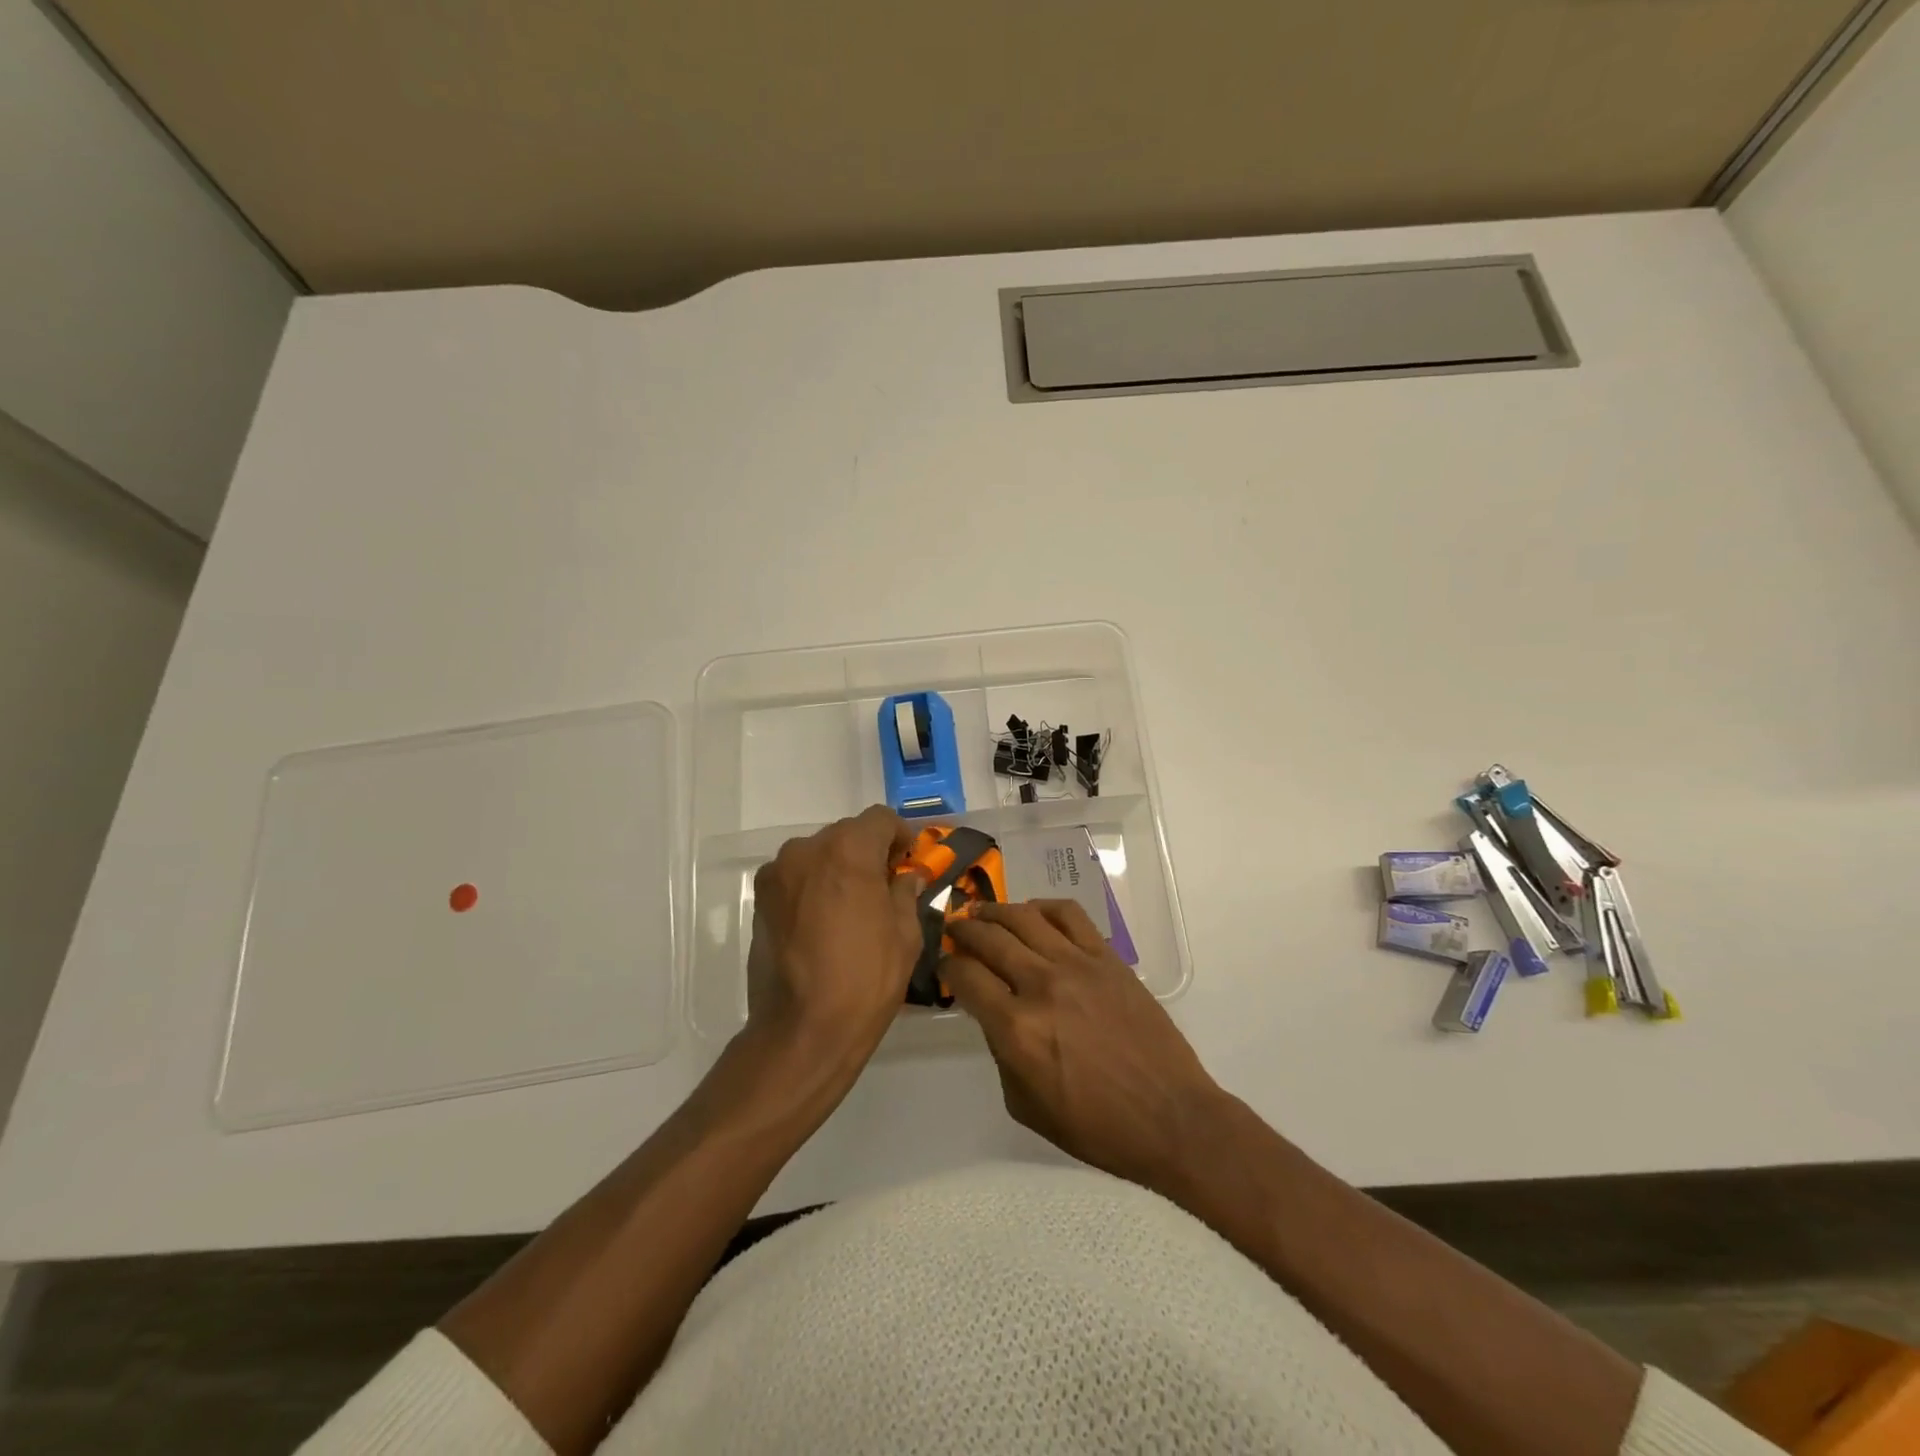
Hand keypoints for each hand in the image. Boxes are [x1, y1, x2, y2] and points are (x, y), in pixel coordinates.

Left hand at [745, 805, 922, 1078]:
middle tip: (884, 885)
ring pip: (818, 854)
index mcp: (848, 850)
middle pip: (846, 834)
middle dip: (868, 852)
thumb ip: (905, 893)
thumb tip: (906, 878)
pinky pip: (795, 878)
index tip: (908, 861)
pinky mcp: (760, 900)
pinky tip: (824, 922)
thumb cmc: (865, 979)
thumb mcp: (905, 935)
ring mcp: (777, 874)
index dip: (900, 835)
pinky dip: (813, 886)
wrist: (802, 1030)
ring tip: (852, 906)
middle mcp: (807, 849)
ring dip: (838, 868)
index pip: (879, 819)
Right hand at [944, 900, 1226, 1191]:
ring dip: (995, 910)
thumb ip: (1000, 1054)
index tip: (943, 965)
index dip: (946, 967)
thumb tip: (994, 1014)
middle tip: (953, 929)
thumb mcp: (1025, 1105)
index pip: (966, 977)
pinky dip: (1044, 906)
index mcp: (1016, 1028)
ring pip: (1024, 917)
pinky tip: (1032, 913)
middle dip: (962, 930)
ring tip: (982, 911)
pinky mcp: (1107, 957)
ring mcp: (1077, 965)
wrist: (1169, 1116)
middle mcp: (1041, 985)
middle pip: (989, 938)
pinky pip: (1069, 915)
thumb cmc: (1095, 1126)